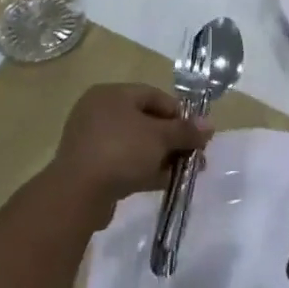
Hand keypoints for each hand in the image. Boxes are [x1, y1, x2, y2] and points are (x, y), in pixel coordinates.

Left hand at [46, 84, 210, 226]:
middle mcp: (99, 111)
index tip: (198, 133)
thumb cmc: (121, 151)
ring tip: (186, 172)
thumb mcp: (160, 138)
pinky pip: (124, 162)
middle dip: (173, 138)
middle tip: (195, 155)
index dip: (180, 113)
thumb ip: (185, 130)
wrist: (78, 193)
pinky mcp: (91, 166)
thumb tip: (209, 125)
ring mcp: (93, 140)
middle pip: (146, 120)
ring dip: (162, 156)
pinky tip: (165, 182)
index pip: (153, 95)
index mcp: (112, 94)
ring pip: (136, 144)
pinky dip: (144, 169)